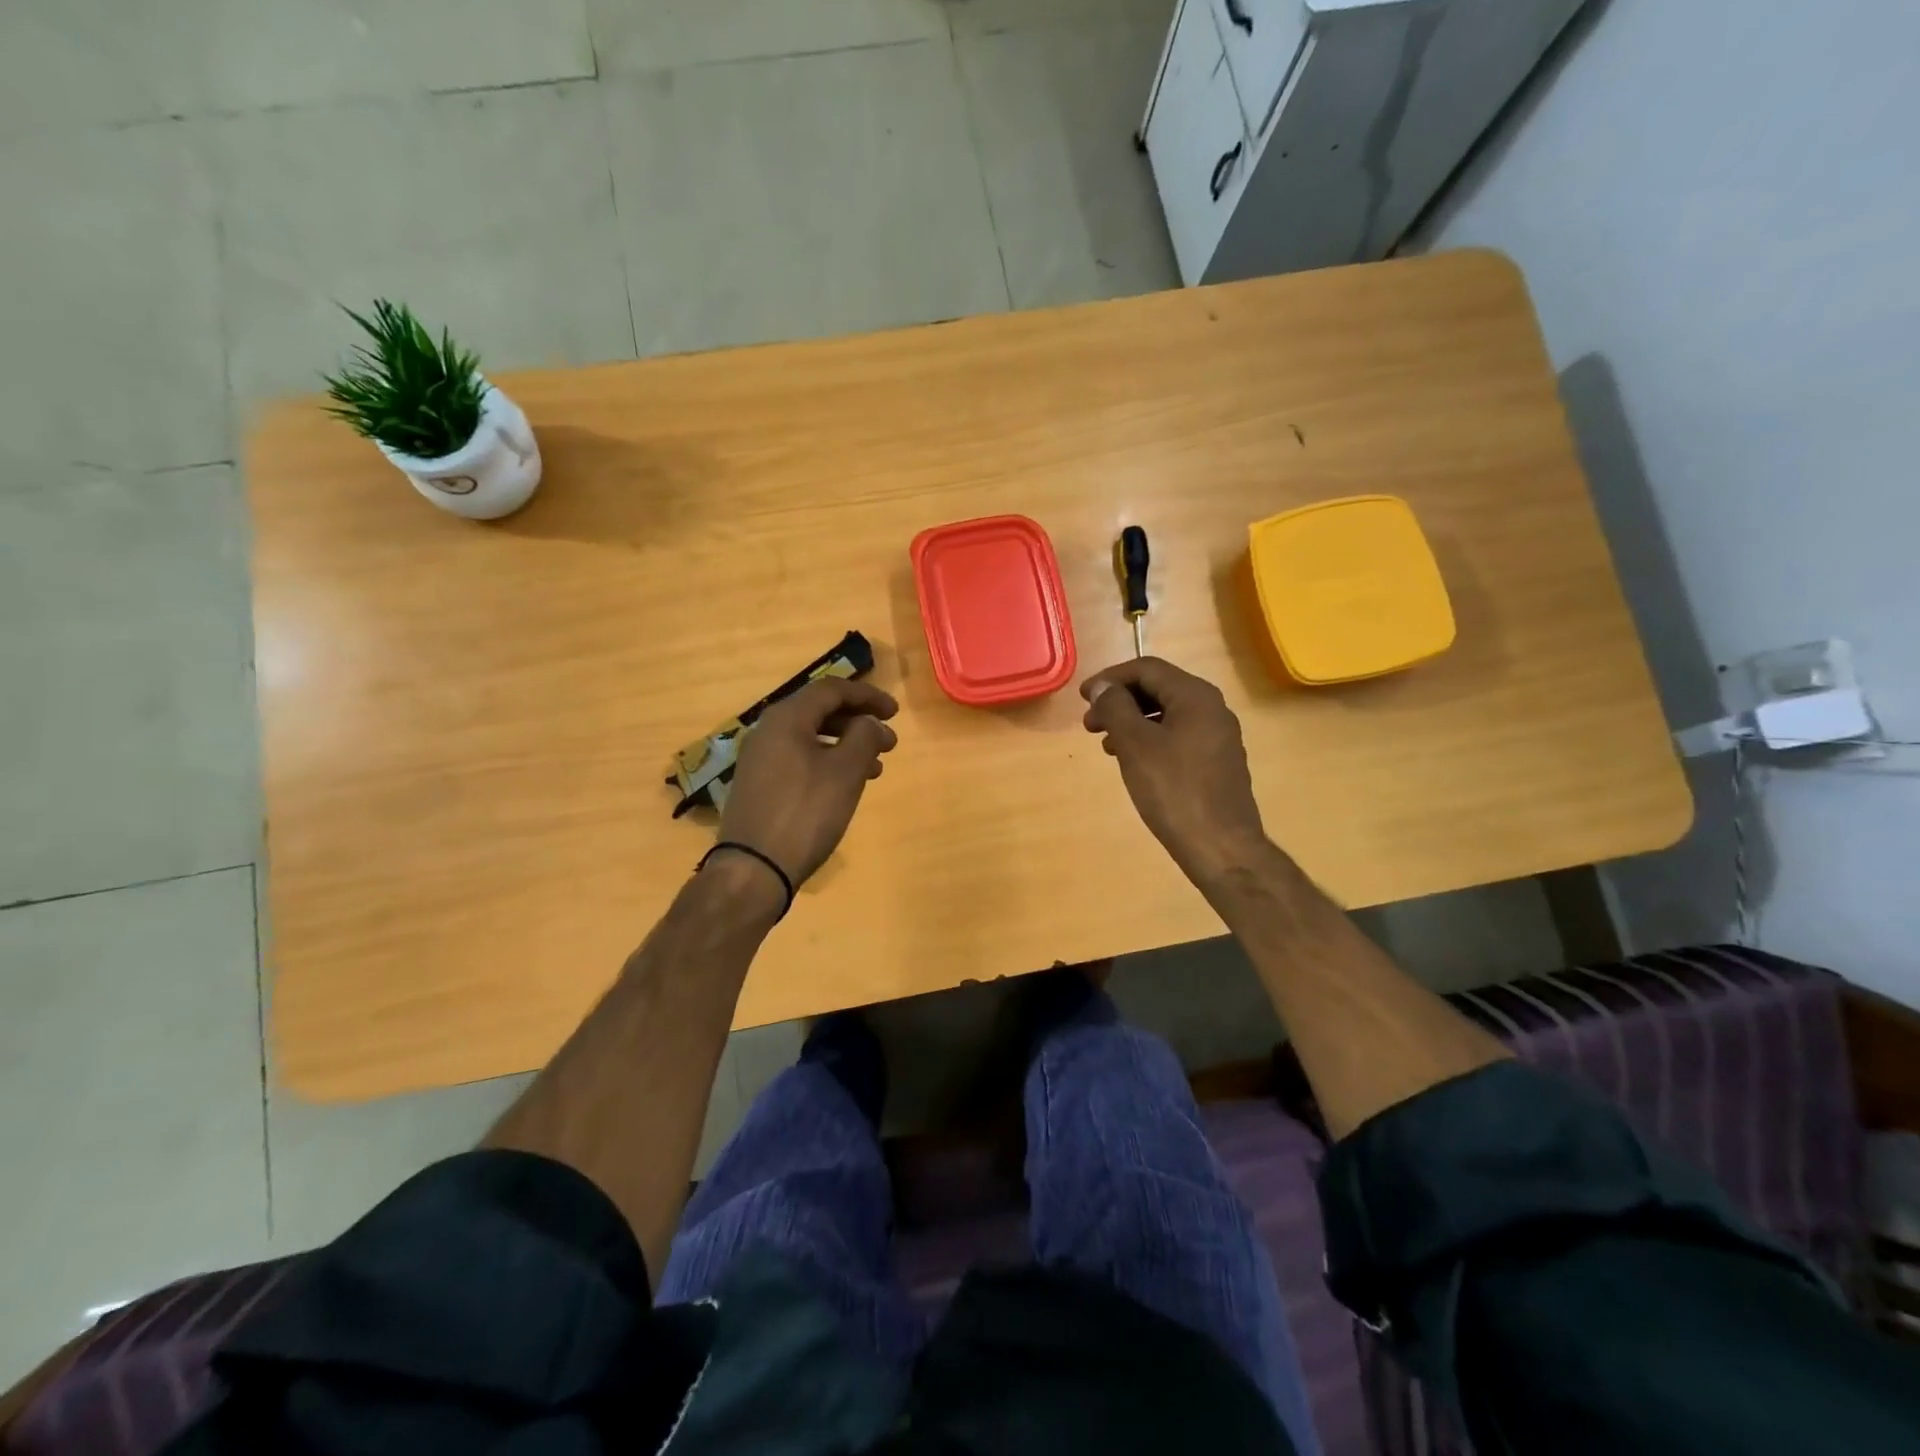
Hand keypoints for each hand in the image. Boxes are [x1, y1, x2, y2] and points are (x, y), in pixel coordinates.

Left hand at [718, 677, 899, 888]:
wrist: (754, 868)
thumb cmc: (805, 812)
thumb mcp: (845, 771)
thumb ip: (864, 737)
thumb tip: (870, 723)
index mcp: (786, 718)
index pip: (831, 690)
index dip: (867, 696)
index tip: (895, 713)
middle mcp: (768, 731)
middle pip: (819, 712)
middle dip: (859, 723)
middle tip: (889, 743)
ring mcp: (760, 760)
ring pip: (811, 739)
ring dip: (846, 746)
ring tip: (875, 769)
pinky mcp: (759, 786)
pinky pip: (799, 760)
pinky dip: (827, 763)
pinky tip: (845, 786)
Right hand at [1080, 658, 1271, 886]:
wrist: (1220, 846)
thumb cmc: (1174, 790)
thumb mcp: (1135, 745)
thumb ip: (1115, 708)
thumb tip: (1102, 686)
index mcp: (1195, 696)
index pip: (1147, 669)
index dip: (1110, 678)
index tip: (1083, 697)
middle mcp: (1212, 708)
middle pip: (1158, 689)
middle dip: (1119, 701)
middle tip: (1089, 724)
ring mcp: (1217, 737)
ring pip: (1166, 715)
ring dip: (1131, 723)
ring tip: (1105, 745)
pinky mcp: (1216, 762)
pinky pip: (1177, 736)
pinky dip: (1149, 740)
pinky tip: (1132, 762)